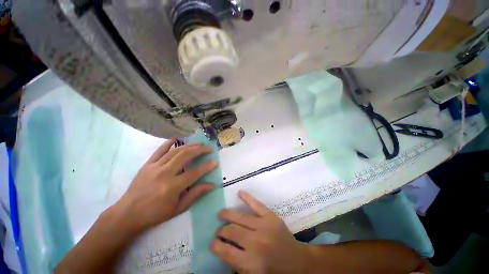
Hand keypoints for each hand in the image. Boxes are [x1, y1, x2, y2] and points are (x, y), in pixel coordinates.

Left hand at [115, 138, 217, 232]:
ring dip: (189, 145)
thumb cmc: (156, 213)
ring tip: (199, 144)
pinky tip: (176, 138)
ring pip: (175, 151)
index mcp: (172, 187)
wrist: (128, 214)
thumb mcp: (178, 208)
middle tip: (208, 149)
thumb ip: (196, 194)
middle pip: (186, 156)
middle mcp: (164, 173)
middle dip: (200, 150)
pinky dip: (168, 143)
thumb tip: (211, 185)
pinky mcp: (147, 164)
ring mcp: (154, 167)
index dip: (207, 167)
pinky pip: (159, 150)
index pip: (195, 173)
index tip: (216, 162)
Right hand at [210, 191, 311, 272]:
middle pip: (232, 232)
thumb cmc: (274, 271)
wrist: (297, 262)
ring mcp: (264, 226)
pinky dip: (247, 198)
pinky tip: (239, 192)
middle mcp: (256, 243)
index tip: (212, 242)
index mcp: (251, 263)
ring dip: (228, 215)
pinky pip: (256, 205)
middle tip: (218, 230)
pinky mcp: (271, 217)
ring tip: (221, 214)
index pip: (226, 252)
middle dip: (222, 231)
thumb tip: (223, 247)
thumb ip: (236, 262)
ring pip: (240, 217)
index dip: (216, 246)